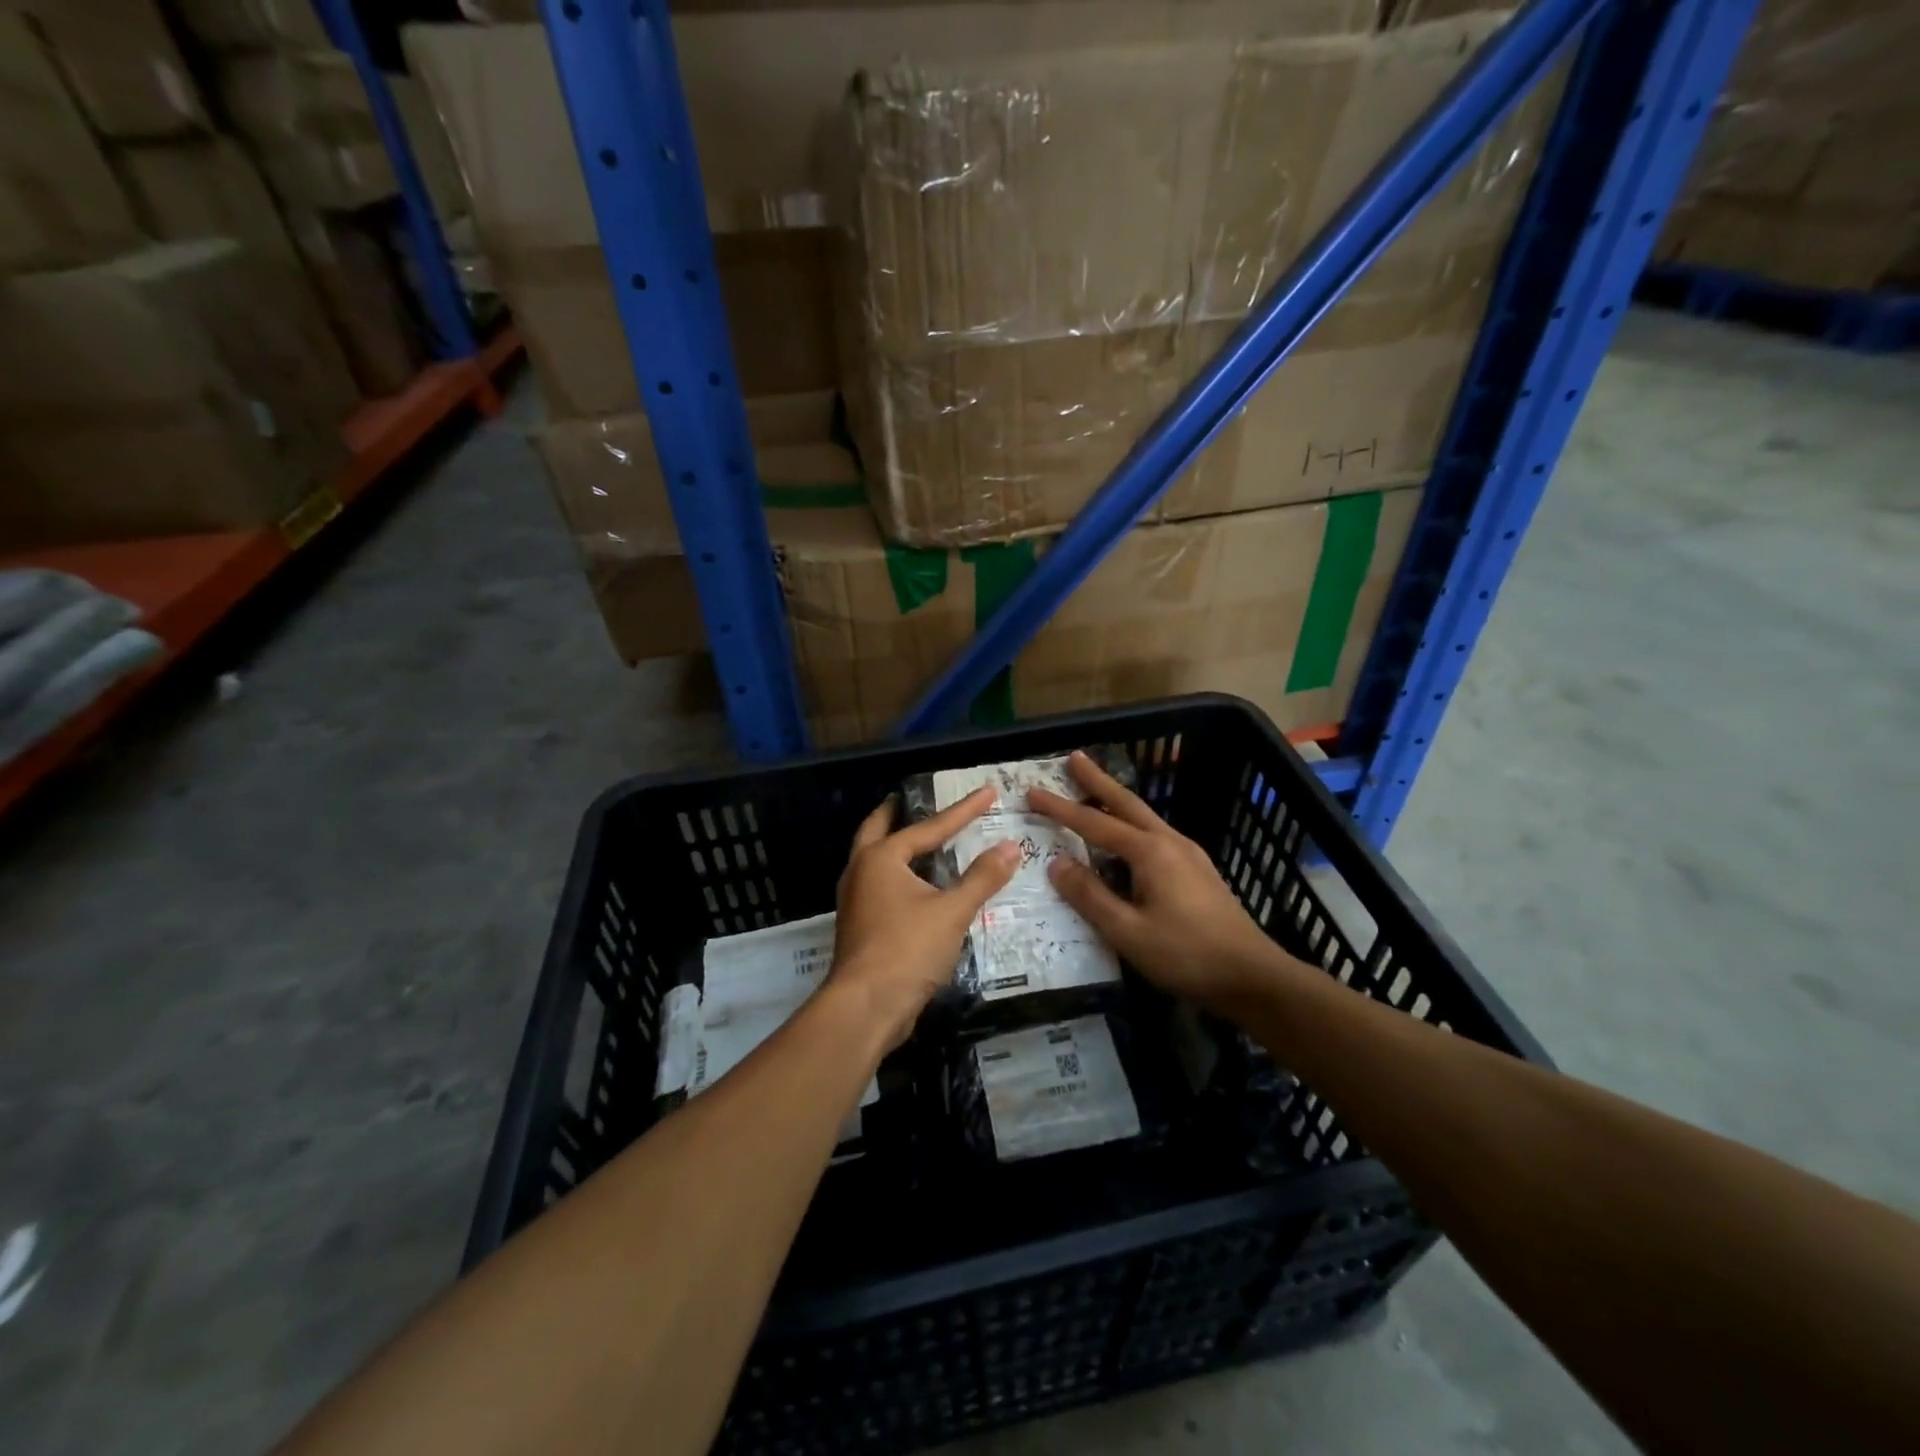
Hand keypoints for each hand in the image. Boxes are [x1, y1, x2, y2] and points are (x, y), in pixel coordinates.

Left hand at [829, 788, 1019, 1044]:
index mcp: (881, 858)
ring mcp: (855, 900)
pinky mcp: (859, 926)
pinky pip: (878, 886)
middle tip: (909, 798)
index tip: (988, 792)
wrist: (866, 1007)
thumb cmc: (907, 949)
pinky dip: (897, 874)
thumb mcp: (953, 911)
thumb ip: (983, 877)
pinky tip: (916, 885)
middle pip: (877, 830)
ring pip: (873, 860)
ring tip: (917, 838)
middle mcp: (860, 871)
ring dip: (893, 845)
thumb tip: (1011, 846)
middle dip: (895, 813)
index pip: (930, 827)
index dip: (963, 810)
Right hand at [1029, 751, 1294, 1014]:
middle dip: (1097, 780)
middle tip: (1074, 757)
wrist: (1252, 976)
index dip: (1060, 808)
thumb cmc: (1186, 954)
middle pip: (1126, 802)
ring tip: (1094, 791)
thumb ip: (1090, 896)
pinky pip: (1155, 835)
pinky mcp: (1197, 871)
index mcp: (1150, 852)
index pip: (1094, 822)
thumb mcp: (1128, 932)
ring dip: (1116, 800)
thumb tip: (1057, 864)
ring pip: (1143, 817)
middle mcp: (1169, 842)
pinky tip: (1127, 839)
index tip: (1032, 791)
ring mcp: (1188, 854)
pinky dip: (1131, 824)